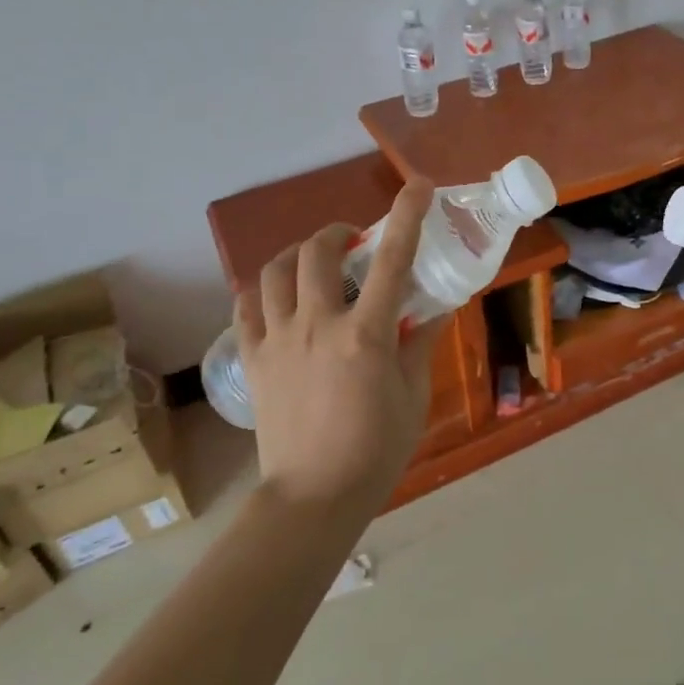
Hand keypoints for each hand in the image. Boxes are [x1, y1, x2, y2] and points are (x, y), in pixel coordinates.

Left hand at [235, 180, 444, 513]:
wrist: (313, 498)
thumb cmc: (376, 450)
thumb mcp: (413, 395)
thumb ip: (422, 343)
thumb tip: (436, 307)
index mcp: (366, 335)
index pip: (392, 260)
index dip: (407, 216)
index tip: (418, 186)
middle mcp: (318, 325)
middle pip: (318, 252)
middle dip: (337, 232)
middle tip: (354, 241)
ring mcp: (279, 340)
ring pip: (275, 271)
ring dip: (298, 255)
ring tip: (315, 263)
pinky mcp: (255, 359)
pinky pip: (247, 307)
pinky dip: (263, 289)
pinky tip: (280, 296)